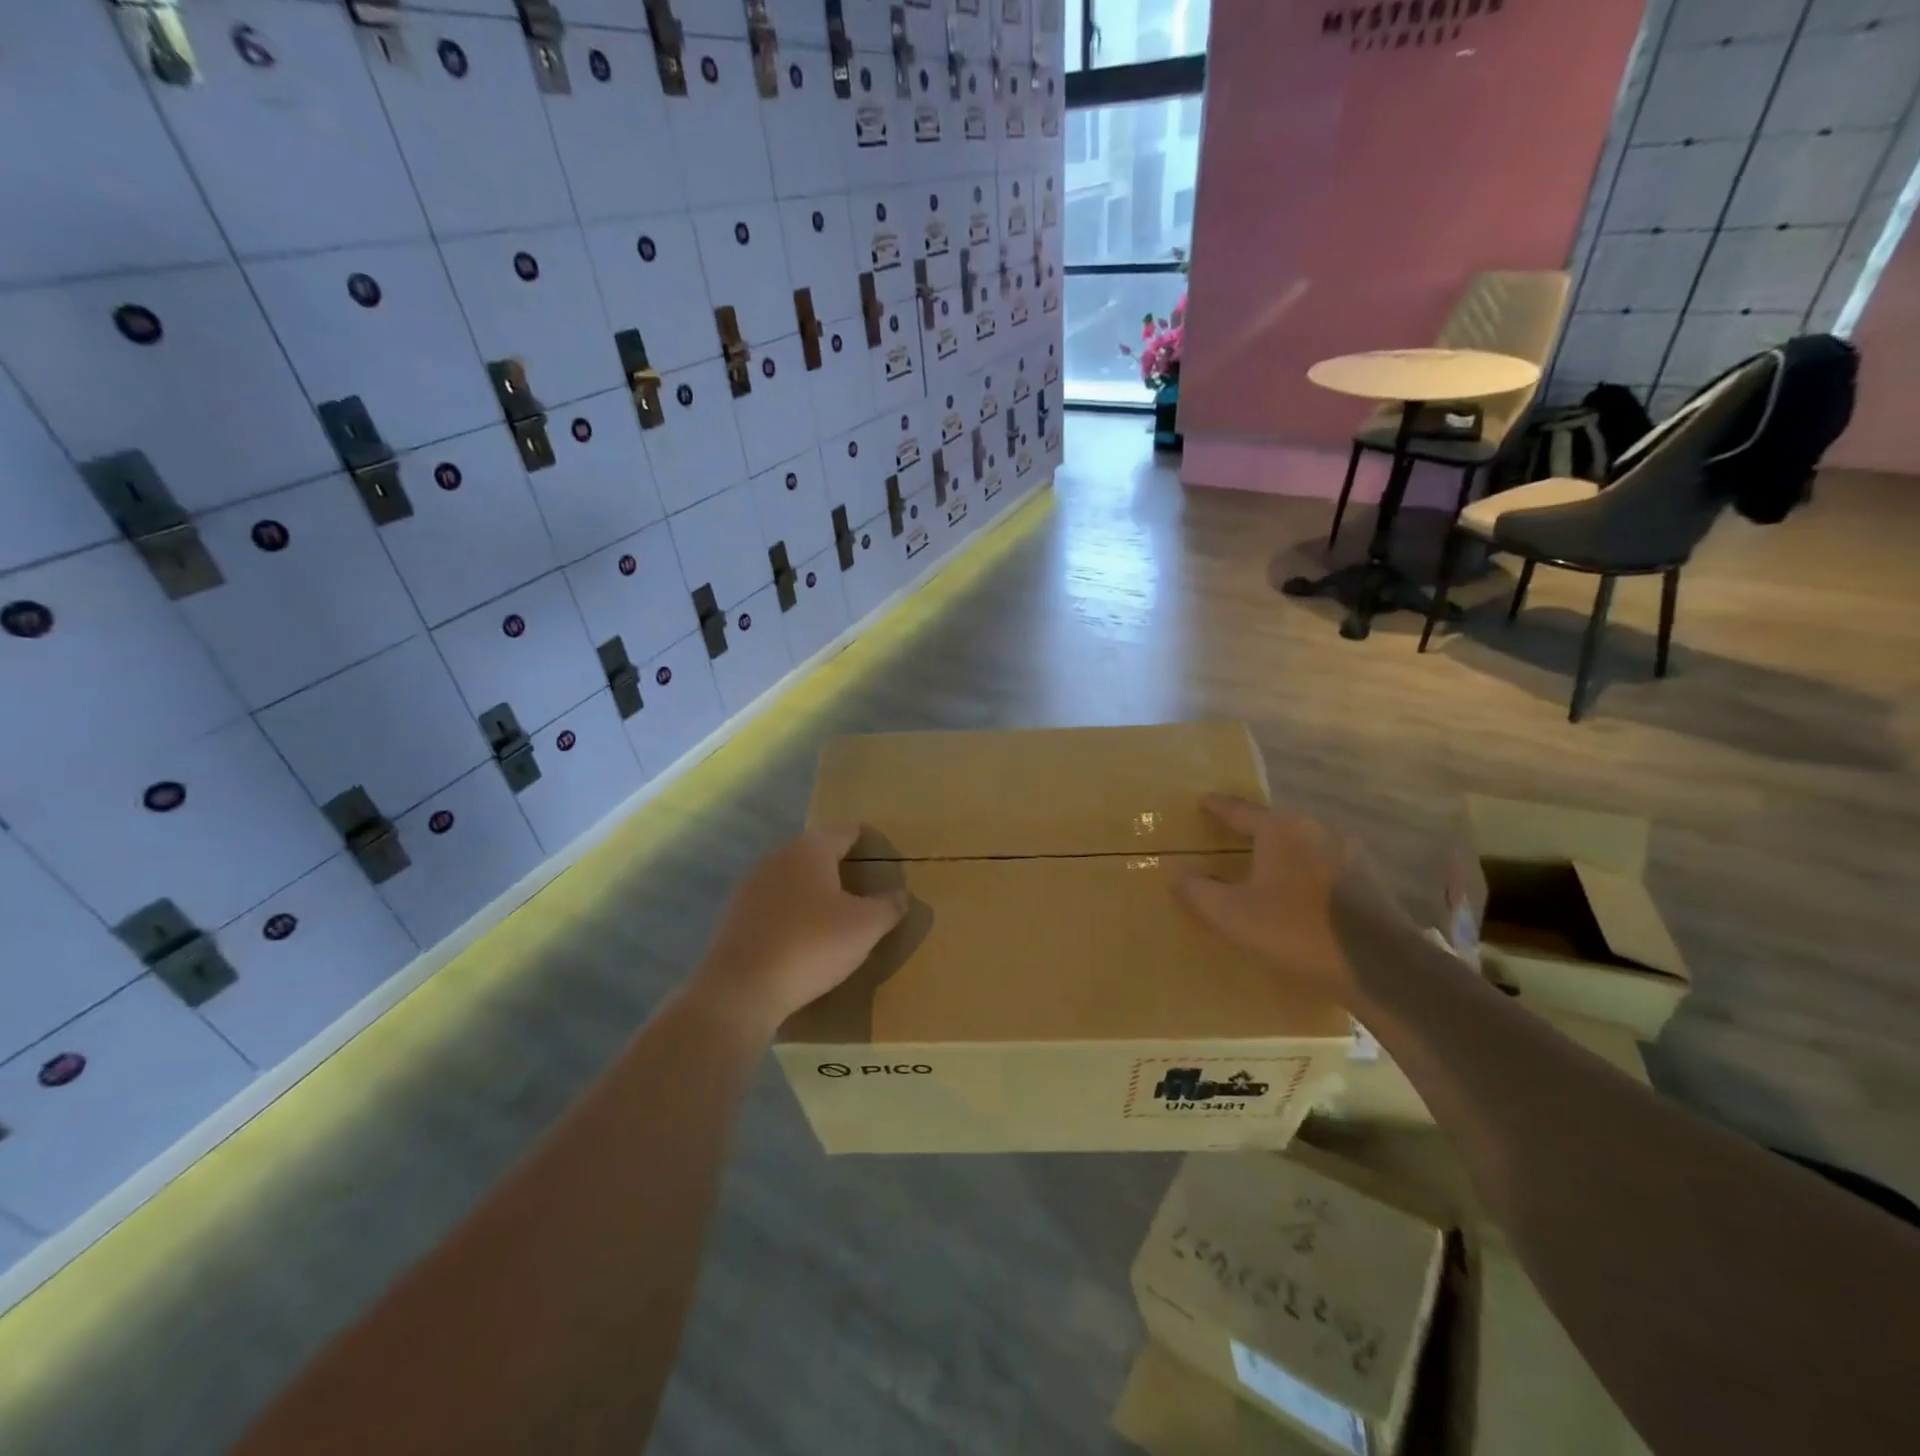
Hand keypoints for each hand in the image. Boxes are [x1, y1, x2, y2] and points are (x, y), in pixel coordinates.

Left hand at [693, 825, 907, 1036]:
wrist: (741, 990)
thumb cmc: (811, 945)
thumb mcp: (865, 927)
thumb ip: (888, 906)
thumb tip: (899, 895)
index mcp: (810, 848)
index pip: (847, 831)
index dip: (870, 843)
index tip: (887, 863)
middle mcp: (777, 857)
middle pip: (818, 853)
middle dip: (843, 868)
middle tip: (867, 893)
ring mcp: (751, 886)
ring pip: (794, 879)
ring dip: (816, 893)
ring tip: (839, 918)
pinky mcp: (735, 916)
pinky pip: (775, 906)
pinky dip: (793, 915)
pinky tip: (805, 940)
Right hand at [1172, 795, 1417, 1006]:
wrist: (1382, 968)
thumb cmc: (1296, 932)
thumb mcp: (1232, 915)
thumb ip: (1197, 891)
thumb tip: (1175, 873)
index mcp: (1280, 829)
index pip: (1239, 810)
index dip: (1216, 806)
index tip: (1202, 801)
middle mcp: (1316, 829)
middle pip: (1273, 825)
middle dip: (1250, 833)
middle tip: (1228, 842)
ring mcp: (1349, 853)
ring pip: (1301, 847)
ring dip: (1280, 856)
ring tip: (1262, 874)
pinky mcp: (1369, 881)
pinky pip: (1323, 868)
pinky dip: (1304, 876)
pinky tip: (1299, 899)